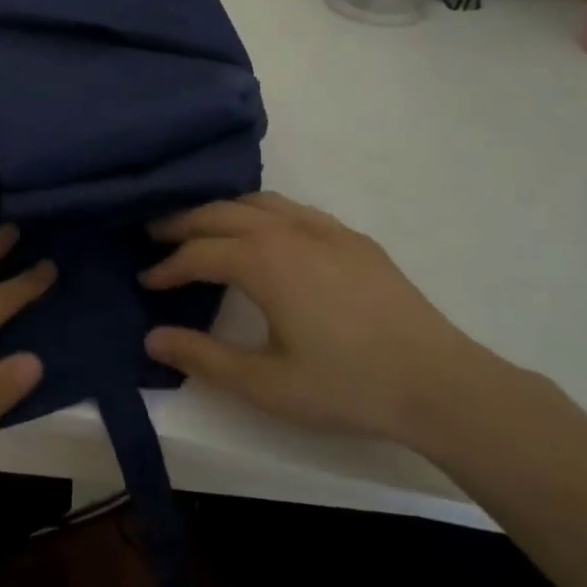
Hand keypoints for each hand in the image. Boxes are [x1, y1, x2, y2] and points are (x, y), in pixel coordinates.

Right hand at [141, 192, 503, 445]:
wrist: (439, 383)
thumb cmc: (346, 385)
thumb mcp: (265, 384)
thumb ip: (203, 358)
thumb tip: (151, 338)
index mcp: (263, 261)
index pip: (198, 253)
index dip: (167, 267)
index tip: (146, 281)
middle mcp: (288, 230)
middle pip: (221, 213)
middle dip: (183, 223)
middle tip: (155, 235)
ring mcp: (325, 228)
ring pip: (258, 201)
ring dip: (222, 210)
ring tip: (203, 227)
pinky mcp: (352, 238)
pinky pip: (293, 209)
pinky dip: (262, 211)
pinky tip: (266, 233)